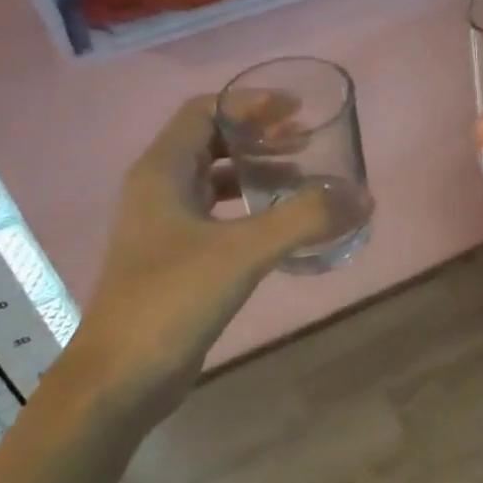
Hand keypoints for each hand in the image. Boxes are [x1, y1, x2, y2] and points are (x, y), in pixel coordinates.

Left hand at [58, 97, 334, 418]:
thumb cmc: (171, 299)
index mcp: (161, 172)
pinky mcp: (176, 258)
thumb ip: (304, 220)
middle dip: (260, 136)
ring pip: (215, 179)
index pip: (204, 111)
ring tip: (303, 178)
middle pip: (211, 141)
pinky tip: (281, 225)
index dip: (250, 104)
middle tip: (307, 141)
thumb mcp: (243, 252)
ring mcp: (165, 226)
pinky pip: (218, 214)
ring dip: (257, 171)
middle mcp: (159, 189)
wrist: (119, 379)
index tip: (295, 110)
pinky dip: (250, 208)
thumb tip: (362, 198)